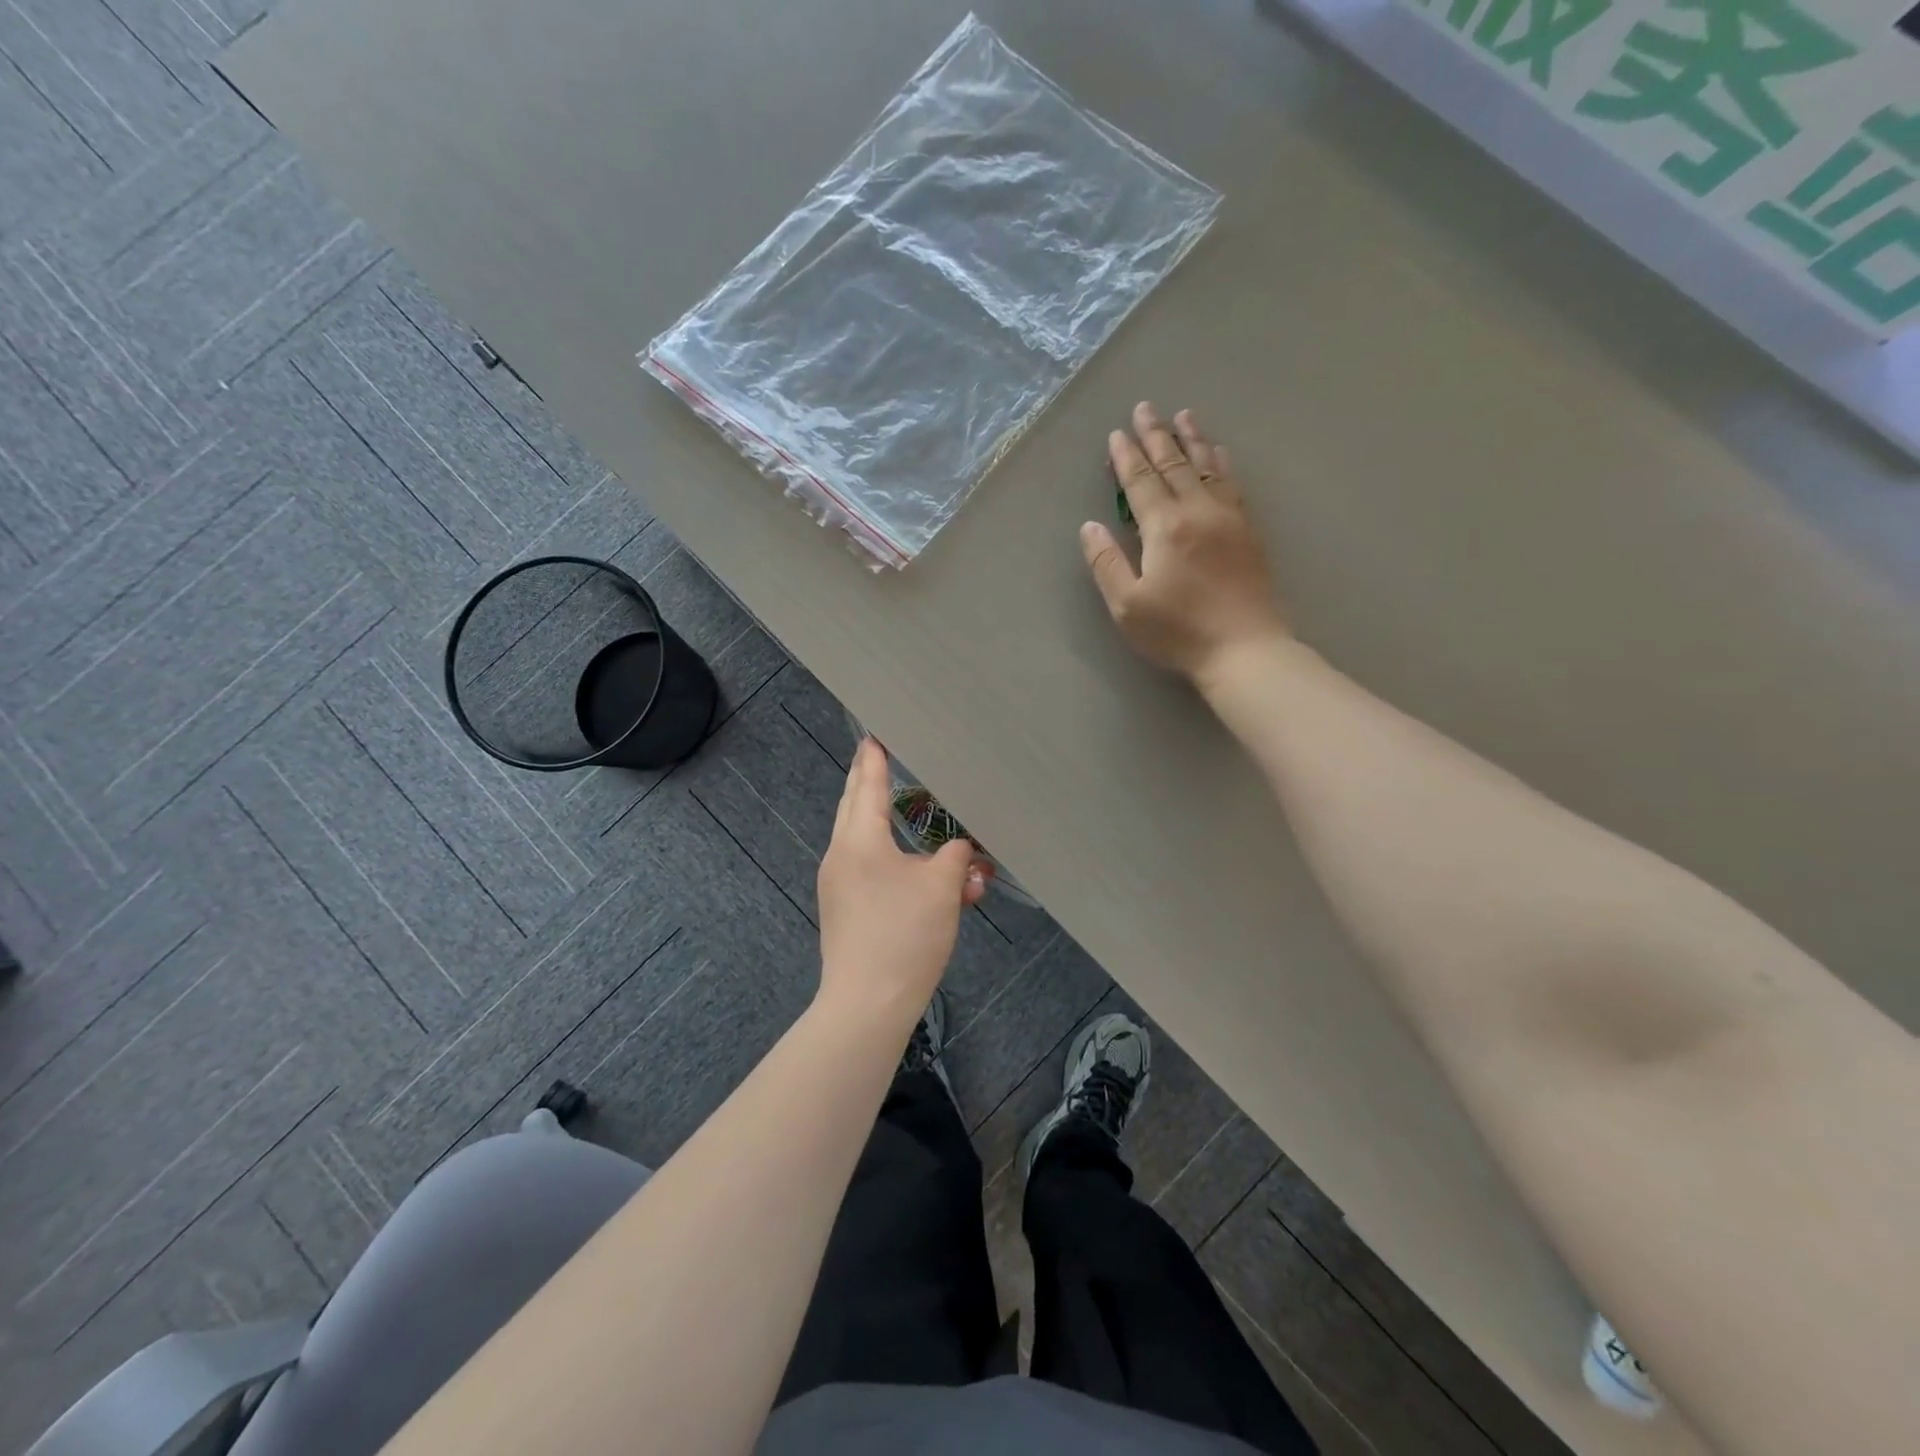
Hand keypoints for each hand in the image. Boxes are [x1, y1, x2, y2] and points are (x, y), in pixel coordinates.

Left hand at [816, 739, 989, 1025]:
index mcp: (859, 839)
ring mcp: (838, 885)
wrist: (868, 1005)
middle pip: (857, 807)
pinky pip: (870, 871)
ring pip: (868, 842)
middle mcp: (841, 855)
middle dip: (873, 784)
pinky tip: (928, 877)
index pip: (866, 783)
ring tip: (923, 822)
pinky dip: (896, 863)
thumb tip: (960, 849)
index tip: (875, 732)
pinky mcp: (845, 910)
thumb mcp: (942, 887)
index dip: (874, 756)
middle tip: (886, 760)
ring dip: (897, 831)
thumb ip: (955, 856)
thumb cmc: (904, 934)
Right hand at [1081, 402, 1288, 681]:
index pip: (1140, 483)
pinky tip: (1218, 453)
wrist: (1244, 648)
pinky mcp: (1248, 531)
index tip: (1117, 434)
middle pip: (1174, 465)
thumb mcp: (1128, 605)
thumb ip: (1106, 562)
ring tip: (1183, 416)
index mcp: (1164, 528)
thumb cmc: (1178, 631)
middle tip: (1145, 408)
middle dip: (1156, 436)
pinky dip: (1221, 462)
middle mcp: (1198, 512)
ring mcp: (1228, 518)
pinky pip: (1232, 483)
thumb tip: (1089, 526)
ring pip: (1207, 467)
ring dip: (1192, 440)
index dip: (1126, 458)